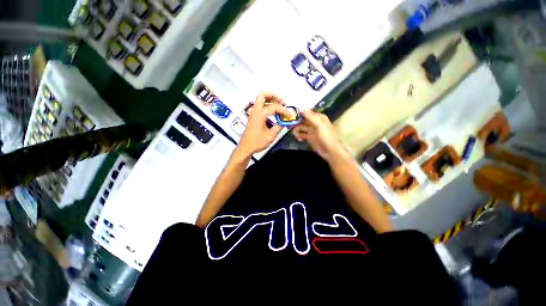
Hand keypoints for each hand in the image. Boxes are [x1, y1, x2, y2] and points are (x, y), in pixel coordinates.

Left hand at [238, 92, 290, 154]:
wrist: (246, 147)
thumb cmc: (258, 142)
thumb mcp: (271, 135)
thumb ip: (279, 126)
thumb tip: (285, 121)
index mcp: (260, 114)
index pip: (274, 107)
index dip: (284, 110)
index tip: (289, 115)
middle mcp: (256, 110)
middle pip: (263, 95)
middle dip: (273, 96)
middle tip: (282, 102)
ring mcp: (253, 113)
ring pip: (261, 100)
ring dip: (270, 100)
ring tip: (279, 107)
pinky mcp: (253, 116)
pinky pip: (260, 106)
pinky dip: (267, 106)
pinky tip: (273, 113)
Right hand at [293, 110, 348, 161]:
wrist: (330, 151)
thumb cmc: (326, 137)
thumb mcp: (319, 125)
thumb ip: (310, 117)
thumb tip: (301, 108)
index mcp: (318, 117)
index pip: (306, 112)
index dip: (299, 113)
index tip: (291, 115)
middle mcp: (314, 122)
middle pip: (302, 120)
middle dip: (296, 123)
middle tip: (290, 126)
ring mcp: (311, 130)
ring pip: (300, 127)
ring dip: (297, 131)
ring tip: (296, 135)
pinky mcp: (309, 137)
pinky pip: (301, 134)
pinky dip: (299, 136)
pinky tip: (300, 139)